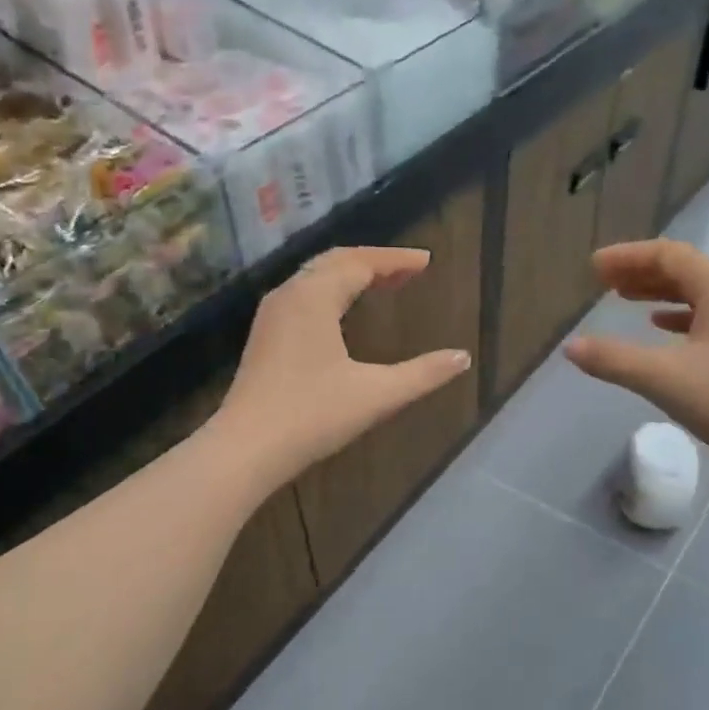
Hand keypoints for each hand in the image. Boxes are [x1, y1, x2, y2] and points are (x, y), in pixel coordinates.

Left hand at [215, 247, 472, 479]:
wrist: (246, 449)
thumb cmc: (313, 416)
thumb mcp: (377, 395)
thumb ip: (423, 374)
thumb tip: (462, 358)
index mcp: (315, 297)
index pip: (360, 262)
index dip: (395, 259)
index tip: (426, 261)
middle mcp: (290, 295)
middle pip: (335, 262)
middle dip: (374, 262)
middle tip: (408, 271)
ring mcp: (272, 316)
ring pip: (315, 278)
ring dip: (351, 275)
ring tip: (382, 285)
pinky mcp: (265, 337)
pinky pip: (303, 296)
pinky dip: (331, 292)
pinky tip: (342, 312)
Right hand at [565, 240, 708, 471]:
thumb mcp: (662, 377)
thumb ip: (613, 360)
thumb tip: (571, 347)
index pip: (669, 255)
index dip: (628, 257)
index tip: (594, 267)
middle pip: (682, 270)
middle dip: (640, 271)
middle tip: (603, 280)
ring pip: (693, 293)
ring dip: (657, 291)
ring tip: (623, 297)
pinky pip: (703, 317)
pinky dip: (676, 315)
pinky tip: (659, 326)